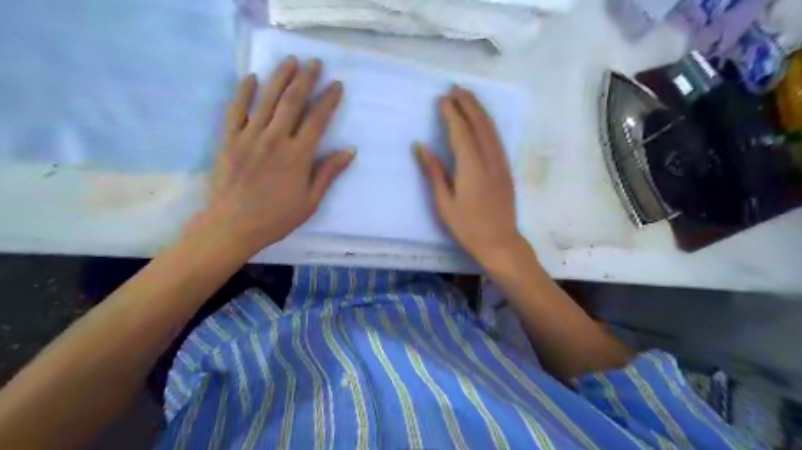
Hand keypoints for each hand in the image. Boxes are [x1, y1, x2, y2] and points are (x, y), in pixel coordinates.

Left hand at [198, 57, 350, 255]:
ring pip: (266, 99)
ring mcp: (249, 136)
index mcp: (298, 155)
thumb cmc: (277, 217)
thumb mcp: (310, 201)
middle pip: (292, 102)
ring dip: (279, 77)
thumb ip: (328, 173)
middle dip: (306, 79)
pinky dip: (243, 92)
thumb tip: (349, 151)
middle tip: (314, 62)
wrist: (232, 225)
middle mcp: (275, 139)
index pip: (317, 120)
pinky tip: (250, 78)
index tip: (336, 85)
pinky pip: (235, 110)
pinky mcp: (229, 139)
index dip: (328, 100)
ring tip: (290, 61)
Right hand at [413, 87, 530, 270]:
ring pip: (491, 129)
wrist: (500, 243)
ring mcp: (502, 164)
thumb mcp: (444, 204)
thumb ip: (434, 172)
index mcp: (471, 170)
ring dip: (479, 110)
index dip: (451, 114)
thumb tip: (420, 146)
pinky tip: (481, 119)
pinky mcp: (506, 169)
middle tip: (454, 88)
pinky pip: (497, 139)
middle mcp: (489, 161)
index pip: (461, 133)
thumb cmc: (467, 227)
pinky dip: (487, 123)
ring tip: (467, 97)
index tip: (442, 99)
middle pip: (480, 125)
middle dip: (468, 104)